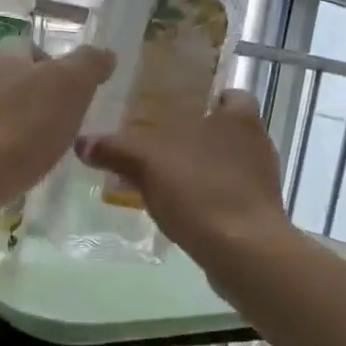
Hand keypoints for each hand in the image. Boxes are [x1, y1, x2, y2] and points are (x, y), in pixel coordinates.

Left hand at [0, 44, 114, 232]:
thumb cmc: (22, 123)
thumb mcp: (70, 85)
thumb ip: (89, 65)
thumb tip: (106, 54)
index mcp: (6, 52)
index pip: (36, 50)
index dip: (58, 70)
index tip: (76, 97)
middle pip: (16, 82)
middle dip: (38, 102)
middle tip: (63, 127)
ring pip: (0, 114)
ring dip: (20, 130)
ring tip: (43, 154)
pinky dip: (3, 155)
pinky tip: (17, 172)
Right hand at [75, 89, 293, 268]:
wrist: (243, 250)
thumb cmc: (201, 190)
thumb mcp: (147, 163)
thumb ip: (116, 149)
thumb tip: (83, 143)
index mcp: (240, 118)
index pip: (231, 95)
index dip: (210, 100)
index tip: (182, 112)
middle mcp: (257, 144)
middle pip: (226, 133)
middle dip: (197, 140)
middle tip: (160, 148)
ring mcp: (262, 182)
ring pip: (226, 167)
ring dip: (200, 172)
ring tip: (164, 183)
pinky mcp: (258, 214)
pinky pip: (227, 198)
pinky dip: (206, 201)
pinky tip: (180, 213)